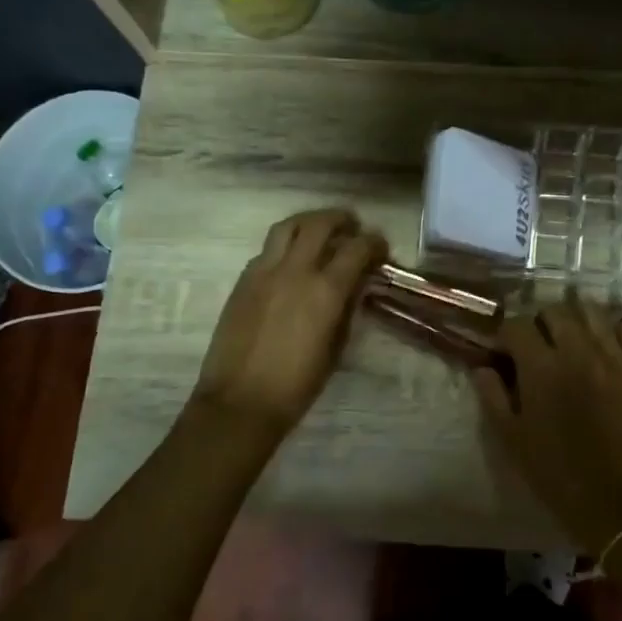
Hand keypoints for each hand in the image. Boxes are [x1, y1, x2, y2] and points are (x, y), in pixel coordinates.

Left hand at [193, 210, 387, 436]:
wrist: (241, 401)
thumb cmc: (297, 384)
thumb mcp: (335, 348)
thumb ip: (347, 309)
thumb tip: (356, 285)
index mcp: (325, 290)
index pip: (356, 249)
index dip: (374, 242)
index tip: (380, 247)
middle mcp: (295, 270)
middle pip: (319, 224)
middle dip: (341, 219)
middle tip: (352, 226)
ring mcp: (263, 271)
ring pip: (287, 227)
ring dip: (309, 222)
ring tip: (320, 230)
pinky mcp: (243, 281)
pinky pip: (267, 249)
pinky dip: (286, 245)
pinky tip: (292, 260)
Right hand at [472, 295, 621, 552]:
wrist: (620, 498)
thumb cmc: (558, 473)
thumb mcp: (512, 439)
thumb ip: (493, 396)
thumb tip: (483, 367)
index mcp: (540, 367)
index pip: (517, 325)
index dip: (506, 335)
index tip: (504, 352)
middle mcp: (577, 350)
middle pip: (554, 310)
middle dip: (540, 322)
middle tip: (538, 345)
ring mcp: (613, 355)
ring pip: (592, 310)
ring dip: (576, 317)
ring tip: (571, 337)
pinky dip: (616, 328)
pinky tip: (608, 344)